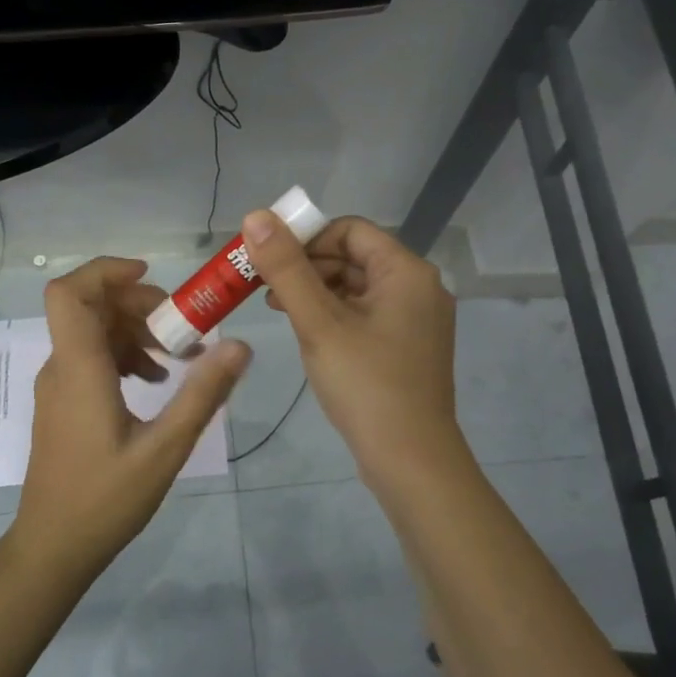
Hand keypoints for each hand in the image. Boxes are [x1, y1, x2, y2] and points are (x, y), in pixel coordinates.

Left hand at [14, 257, 250, 577]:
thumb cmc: (105, 500)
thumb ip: (202, 394)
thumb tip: (240, 346)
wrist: (53, 548)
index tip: (153, 277)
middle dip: (139, 304)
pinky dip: (126, 355)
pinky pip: (92, 357)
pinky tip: (157, 383)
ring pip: (94, 331)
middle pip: (91, 306)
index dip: (106, 271)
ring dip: (137, 332)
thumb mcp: (165, 449)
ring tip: (179, 359)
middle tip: (183, 330)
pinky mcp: (64, 403)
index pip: (69, 293)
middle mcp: (61, 367)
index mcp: (79, 369)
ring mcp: (59, 386)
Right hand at [243, 211, 467, 486]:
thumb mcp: (319, 323)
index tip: (269, 259)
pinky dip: (335, 314)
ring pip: (358, 287)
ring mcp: (417, 320)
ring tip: (278, 308)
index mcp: (407, 272)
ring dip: (317, 291)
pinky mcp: (409, 347)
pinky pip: (367, 314)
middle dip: (307, 266)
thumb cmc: (366, 385)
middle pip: (355, 257)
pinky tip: (308, 332)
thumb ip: (286, 268)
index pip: (350, 231)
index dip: (306, 238)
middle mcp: (419, 287)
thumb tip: (256, 216)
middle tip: (265, 287)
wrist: (411, 460)